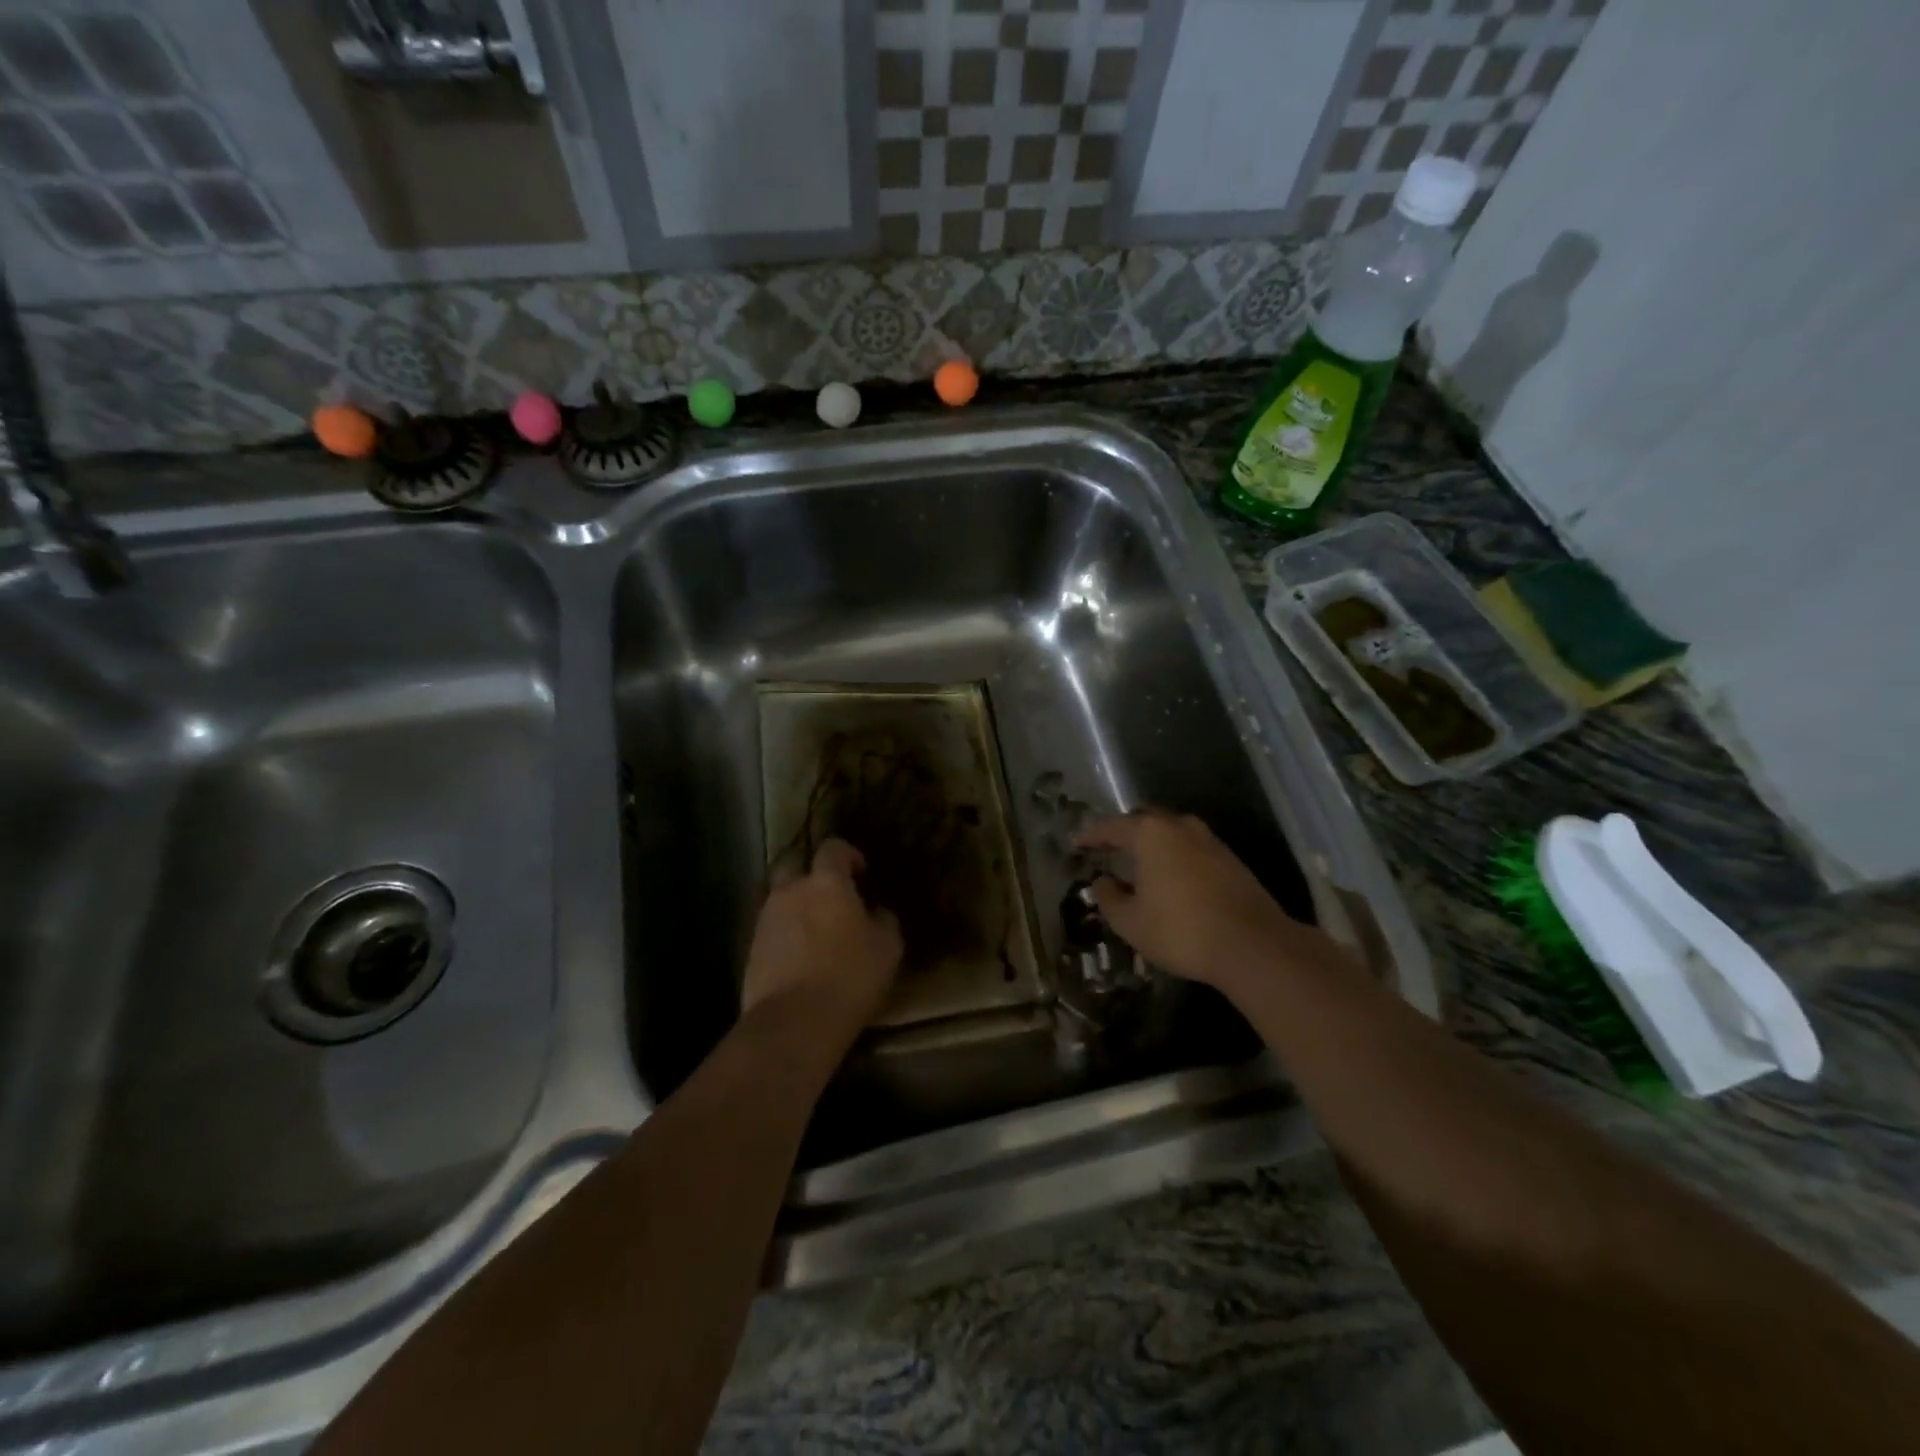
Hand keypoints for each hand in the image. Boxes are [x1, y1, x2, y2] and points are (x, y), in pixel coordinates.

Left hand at [742, 838, 901, 1049]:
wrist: (793, 1022)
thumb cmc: (849, 976)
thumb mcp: (887, 948)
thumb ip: (884, 920)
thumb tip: (876, 912)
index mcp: (826, 882)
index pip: (833, 848)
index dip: (848, 855)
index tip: (861, 873)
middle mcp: (790, 891)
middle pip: (793, 863)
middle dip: (810, 871)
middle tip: (830, 893)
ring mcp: (766, 919)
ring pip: (780, 898)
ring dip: (796, 905)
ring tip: (816, 930)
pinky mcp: (751, 948)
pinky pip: (771, 928)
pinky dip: (785, 933)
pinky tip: (800, 955)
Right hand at [1075, 810, 1328, 994]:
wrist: (1252, 945)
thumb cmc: (1180, 930)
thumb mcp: (1130, 921)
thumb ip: (1109, 898)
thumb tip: (1103, 882)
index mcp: (1151, 833)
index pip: (1112, 827)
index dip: (1091, 836)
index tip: (1076, 844)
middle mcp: (1180, 826)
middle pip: (1144, 821)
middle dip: (1124, 833)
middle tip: (1108, 849)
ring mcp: (1210, 841)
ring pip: (1171, 833)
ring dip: (1152, 845)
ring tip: (1137, 864)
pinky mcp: (1230, 860)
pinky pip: (1191, 849)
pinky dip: (1174, 857)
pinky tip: (1169, 878)